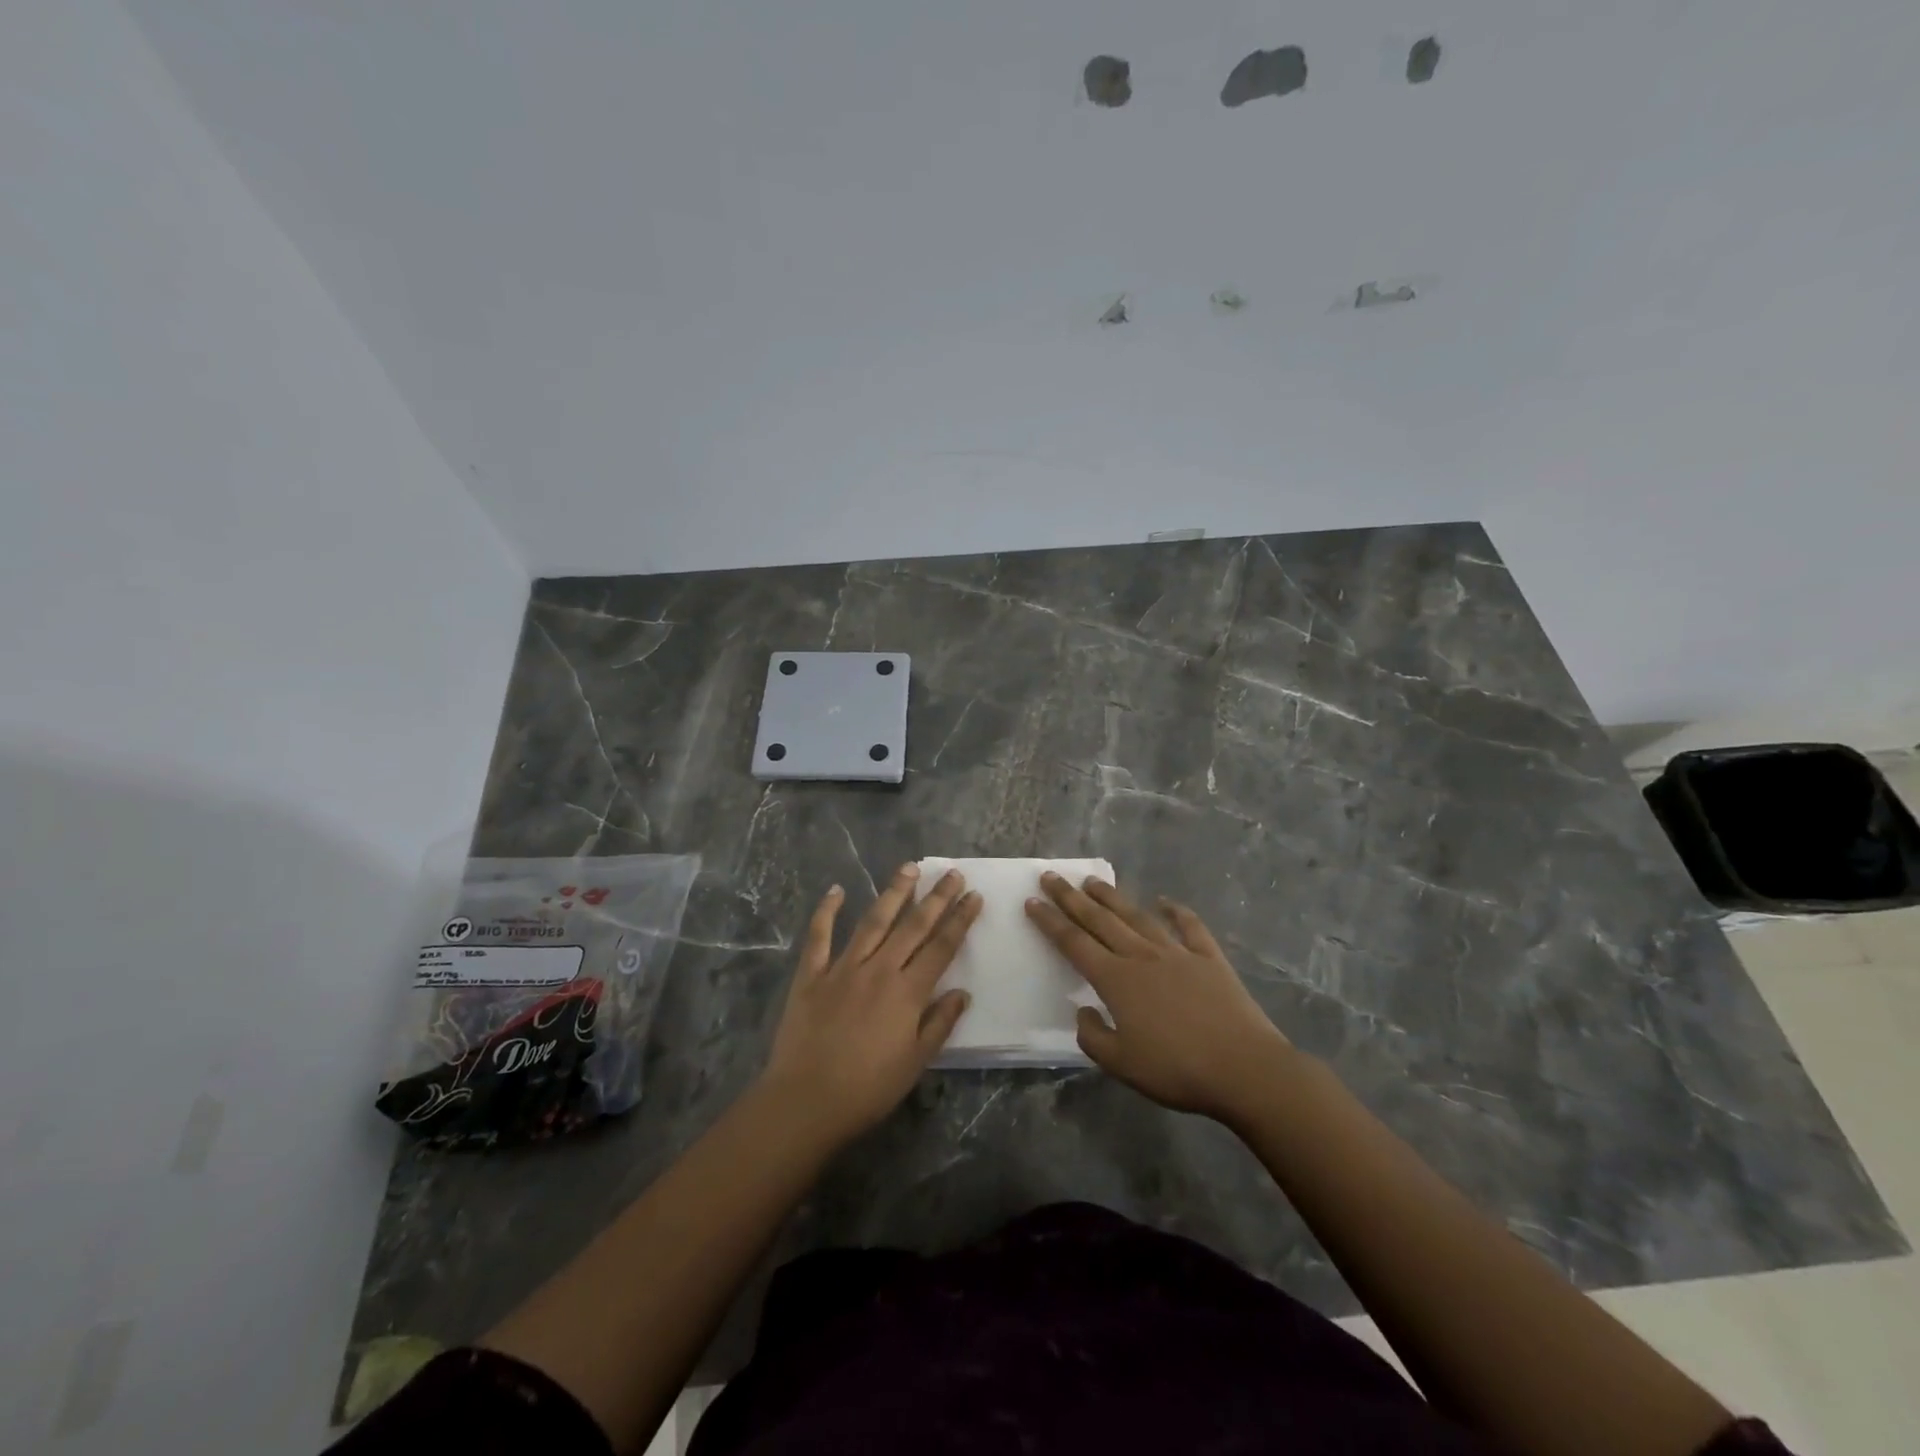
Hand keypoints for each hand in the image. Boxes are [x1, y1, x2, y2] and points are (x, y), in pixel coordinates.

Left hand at [762, 863, 980, 1141]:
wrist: (806, 1101)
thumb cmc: (867, 1089)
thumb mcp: (915, 1063)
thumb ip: (939, 1024)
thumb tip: (962, 993)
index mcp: (907, 992)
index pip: (941, 947)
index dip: (959, 920)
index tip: (974, 896)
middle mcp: (878, 970)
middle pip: (913, 926)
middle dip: (936, 897)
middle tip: (952, 873)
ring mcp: (842, 968)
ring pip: (873, 921)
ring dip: (893, 893)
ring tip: (909, 867)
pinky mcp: (811, 975)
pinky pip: (819, 936)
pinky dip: (827, 911)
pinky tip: (837, 890)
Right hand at [1026, 873, 1290, 1123]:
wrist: (1243, 1068)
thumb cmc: (1176, 1069)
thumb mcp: (1121, 1064)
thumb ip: (1093, 1036)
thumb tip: (1083, 1011)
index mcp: (1116, 980)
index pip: (1074, 943)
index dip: (1050, 921)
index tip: (1032, 900)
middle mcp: (1141, 956)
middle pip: (1099, 920)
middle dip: (1071, 898)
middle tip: (1052, 876)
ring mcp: (1177, 953)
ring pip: (1137, 917)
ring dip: (1113, 897)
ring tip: (1093, 881)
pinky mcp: (1209, 958)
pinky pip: (1189, 927)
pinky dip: (1176, 911)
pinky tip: (1165, 901)